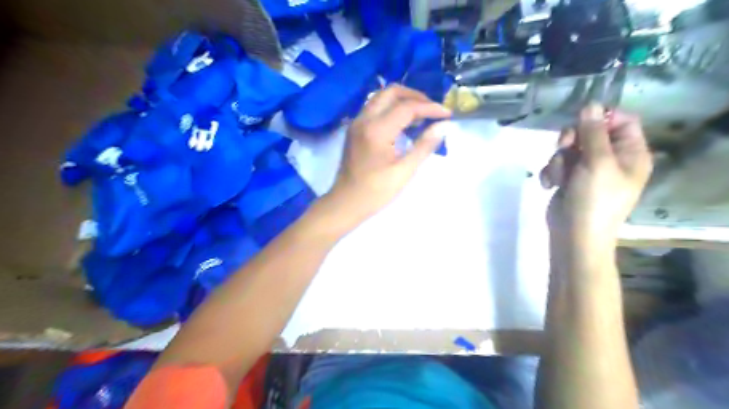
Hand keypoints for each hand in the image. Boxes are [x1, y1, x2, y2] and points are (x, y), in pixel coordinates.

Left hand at [330, 85, 450, 221]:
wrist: (345, 203)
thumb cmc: (375, 192)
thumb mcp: (404, 171)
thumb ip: (424, 146)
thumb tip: (442, 126)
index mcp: (377, 130)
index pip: (407, 107)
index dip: (430, 108)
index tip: (447, 114)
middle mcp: (364, 119)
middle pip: (391, 92)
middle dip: (415, 96)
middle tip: (432, 110)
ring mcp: (356, 123)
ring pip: (381, 97)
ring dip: (402, 100)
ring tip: (421, 115)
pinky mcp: (354, 129)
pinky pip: (374, 108)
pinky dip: (391, 108)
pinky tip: (403, 123)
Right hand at [540, 104, 655, 249]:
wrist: (574, 234)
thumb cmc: (594, 199)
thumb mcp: (597, 162)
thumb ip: (593, 132)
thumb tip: (591, 103)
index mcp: (630, 153)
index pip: (622, 121)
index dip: (601, 118)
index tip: (581, 122)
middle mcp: (611, 159)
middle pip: (590, 132)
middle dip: (572, 139)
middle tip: (564, 147)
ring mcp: (588, 170)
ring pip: (569, 148)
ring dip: (559, 160)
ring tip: (559, 177)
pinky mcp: (569, 179)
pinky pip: (557, 164)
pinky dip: (551, 173)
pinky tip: (550, 184)